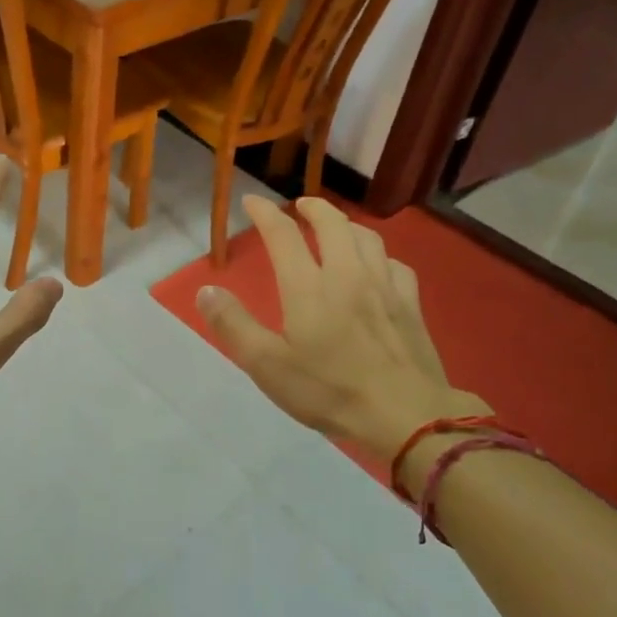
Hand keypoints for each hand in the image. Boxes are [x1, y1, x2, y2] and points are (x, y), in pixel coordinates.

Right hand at [197, 197, 488, 464]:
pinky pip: (395, 264)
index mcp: (308, 286)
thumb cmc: (329, 390)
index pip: (282, 234)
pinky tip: (377, 266)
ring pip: (366, 237)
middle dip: (312, 208)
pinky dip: (379, 255)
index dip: (265, 213)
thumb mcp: (267, 365)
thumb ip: (234, 325)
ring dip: (346, 225)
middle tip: (299, 206)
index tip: (252, 201)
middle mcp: (347, 274)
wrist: (406, 414)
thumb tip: (206, 290)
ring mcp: (384, 286)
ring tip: (336, 228)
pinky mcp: (410, 304)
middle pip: (332, 223)